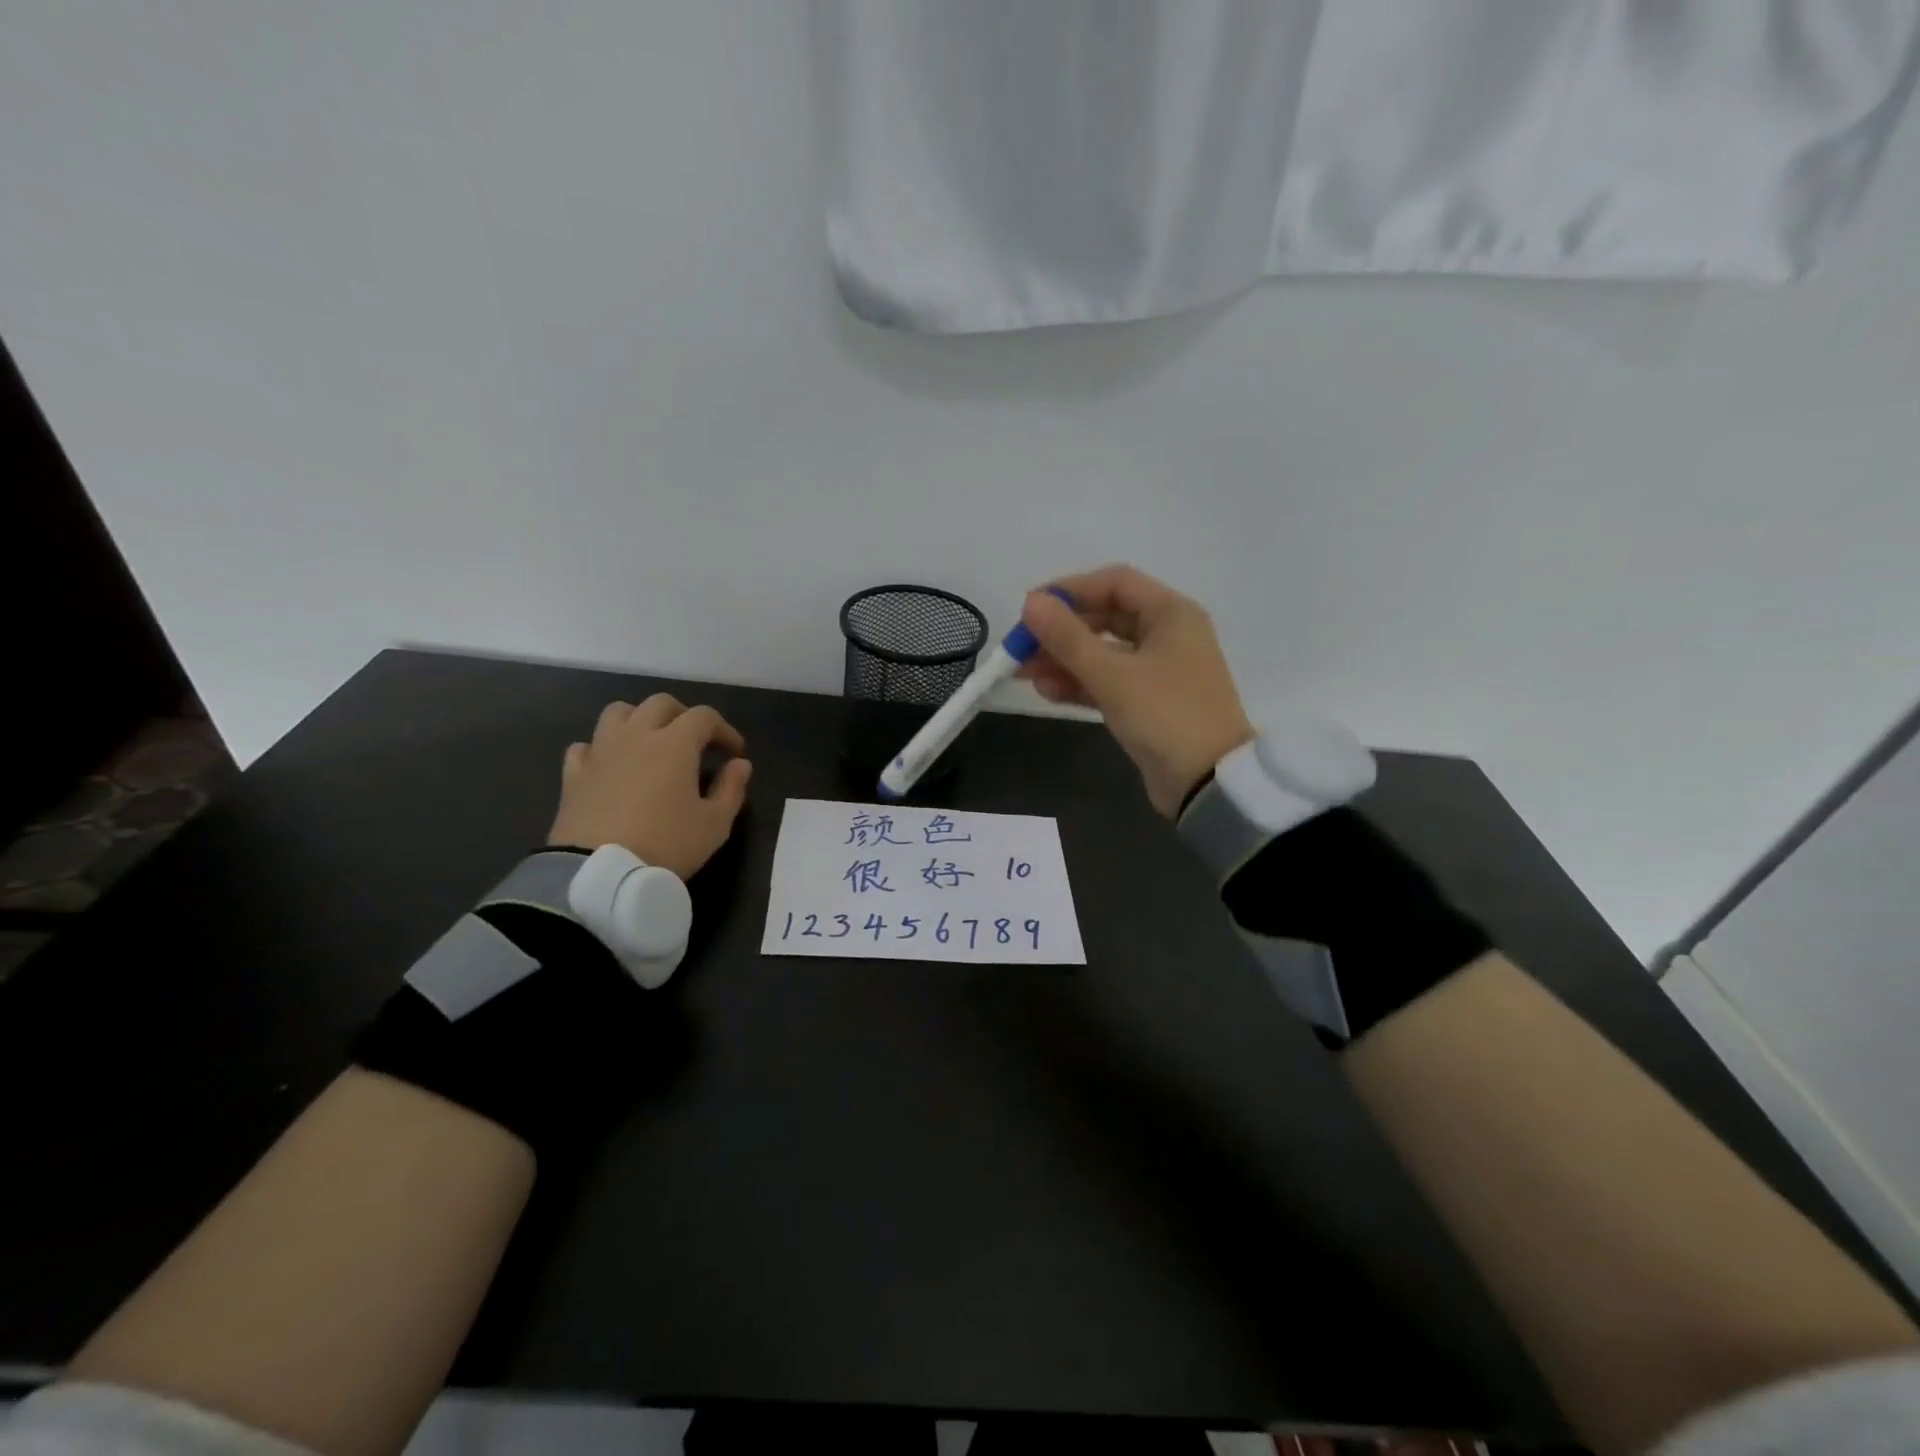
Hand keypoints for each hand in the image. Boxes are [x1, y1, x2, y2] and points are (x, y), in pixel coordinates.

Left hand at [548, 694, 752, 878]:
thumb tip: (740, 764)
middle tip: (695, 742)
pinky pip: (586, 746)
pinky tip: (611, 766)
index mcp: (675, 744)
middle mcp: (636, 736)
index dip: (724, 730)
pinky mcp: (574, 774)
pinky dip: (601, 749)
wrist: (599, 874)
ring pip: (618, 713)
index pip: (704, 716)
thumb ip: (731, 788)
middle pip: (661, 704)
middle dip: (684, 715)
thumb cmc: (666, 845)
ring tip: (650, 744)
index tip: (734, 753)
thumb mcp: (715, 824)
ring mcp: (600, 752)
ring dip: (639, 720)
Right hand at [1019, 565, 1253, 816]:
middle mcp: (1168, 635)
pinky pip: (1108, 682)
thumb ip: (1068, 638)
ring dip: (1063, 660)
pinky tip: (1046, 691)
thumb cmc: (1165, 716)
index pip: (1114, 583)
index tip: (1030, 607)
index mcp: (1171, 614)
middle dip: (1060, 632)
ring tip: (1022, 673)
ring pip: (1102, 653)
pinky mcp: (1148, 702)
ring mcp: (1158, 670)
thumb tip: (1031, 602)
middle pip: (1105, 618)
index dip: (1070, 590)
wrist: (1208, 783)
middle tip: (1019, 646)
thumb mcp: (1112, 675)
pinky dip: (1079, 683)